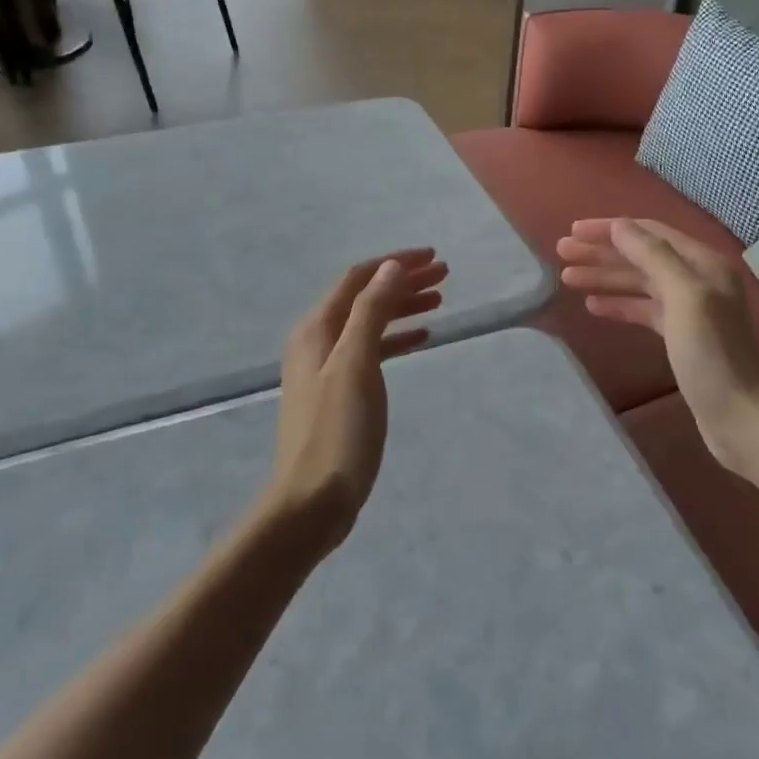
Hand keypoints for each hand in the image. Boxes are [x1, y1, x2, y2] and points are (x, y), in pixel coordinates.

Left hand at [266, 248, 447, 548]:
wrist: (312, 501)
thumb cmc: (338, 429)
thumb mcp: (357, 364)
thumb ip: (371, 311)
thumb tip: (390, 267)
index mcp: (318, 328)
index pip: (358, 278)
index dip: (394, 263)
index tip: (433, 257)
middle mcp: (319, 340)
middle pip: (365, 296)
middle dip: (403, 281)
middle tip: (445, 275)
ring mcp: (328, 367)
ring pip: (370, 322)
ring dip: (402, 306)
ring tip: (440, 299)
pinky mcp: (340, 392)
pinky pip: (372, 350)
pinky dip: (397, 338)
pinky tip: (422, 338)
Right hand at [557, 219, 758, 474]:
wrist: (741, 416)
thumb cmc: (712, 354)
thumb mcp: (685, 297)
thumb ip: (653, 256)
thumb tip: (619, 226)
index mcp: (703, 263)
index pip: (649, 232)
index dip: (610, 229)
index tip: (573, 231)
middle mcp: (698, 279)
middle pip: (641, 255)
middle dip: (602, 251)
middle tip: (562, 252)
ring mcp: (690, 309)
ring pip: (640, 282)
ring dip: (605, 276)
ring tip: (567, 277)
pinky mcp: (681, 337)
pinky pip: (644, 310)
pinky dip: (619, 304)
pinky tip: (593, 306)